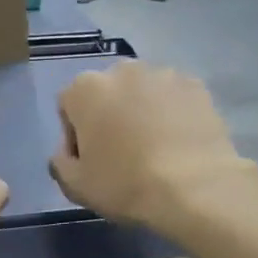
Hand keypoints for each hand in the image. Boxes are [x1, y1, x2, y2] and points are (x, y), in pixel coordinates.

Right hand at [51, 63, 257, 235]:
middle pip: (107, 93)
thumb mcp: (76, 185)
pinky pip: (174, 98)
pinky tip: (179, 143)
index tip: (90, 161)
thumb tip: (67, 151)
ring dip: (142, 112)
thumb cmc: (125, 184)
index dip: (75, 136)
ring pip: (142, 93)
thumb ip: (60, 161)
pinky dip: (173, 114)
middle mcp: (122, 69)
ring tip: (155, 148)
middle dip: (110, 116)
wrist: (195, 188)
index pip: (68, 106)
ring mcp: (163, 74)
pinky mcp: (196, 85)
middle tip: (123, 153)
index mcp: (85, 88)